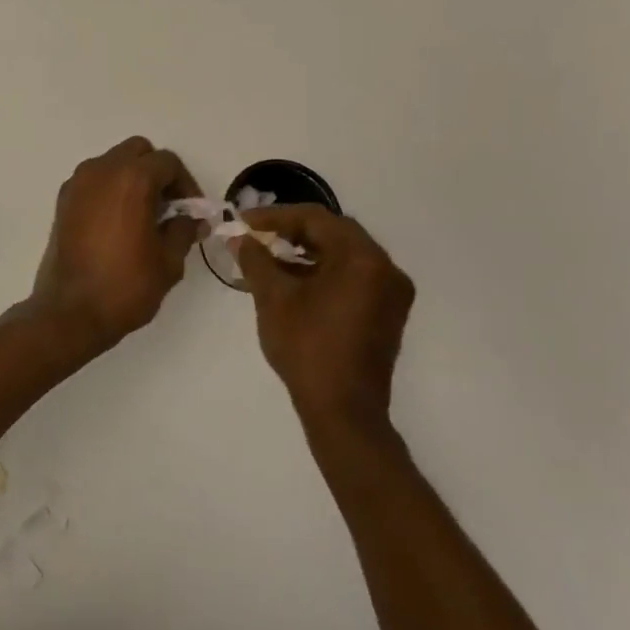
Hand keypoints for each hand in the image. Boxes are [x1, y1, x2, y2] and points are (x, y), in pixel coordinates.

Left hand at [27, 137, 203, 352]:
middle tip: (168, 206)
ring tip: (143, 215)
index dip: (185, 184)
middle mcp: (101, 170)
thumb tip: (192, 220)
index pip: (167, 162)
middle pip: (137, 151)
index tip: (191, 211)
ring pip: (113, 162)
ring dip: (131, 178)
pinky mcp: (63, 200)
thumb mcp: (168, 261)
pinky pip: (93, 180)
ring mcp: (77, 183)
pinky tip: (117, 222)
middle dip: (157, 172)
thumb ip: (183, 231)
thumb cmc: (125, 285)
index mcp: (131, 179)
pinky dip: (109, 189)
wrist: (70, 312)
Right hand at [235, 206, 414, 428]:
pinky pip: (353, 276)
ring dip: (307, 251)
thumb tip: (239, 238)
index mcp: (362, 259)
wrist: (343, 412)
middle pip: (334, 233)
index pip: (315, 219)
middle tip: (258, 234)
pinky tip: (293, 279)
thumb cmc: (307, 347)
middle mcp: (385, 269)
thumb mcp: (273, 298)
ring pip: (344, 255)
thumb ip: (255, 259)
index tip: (244, 221)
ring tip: (269, 256)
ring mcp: (390, 292)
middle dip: (292, 230)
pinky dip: (324, 271)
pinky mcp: (386, 313)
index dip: (275, 217)